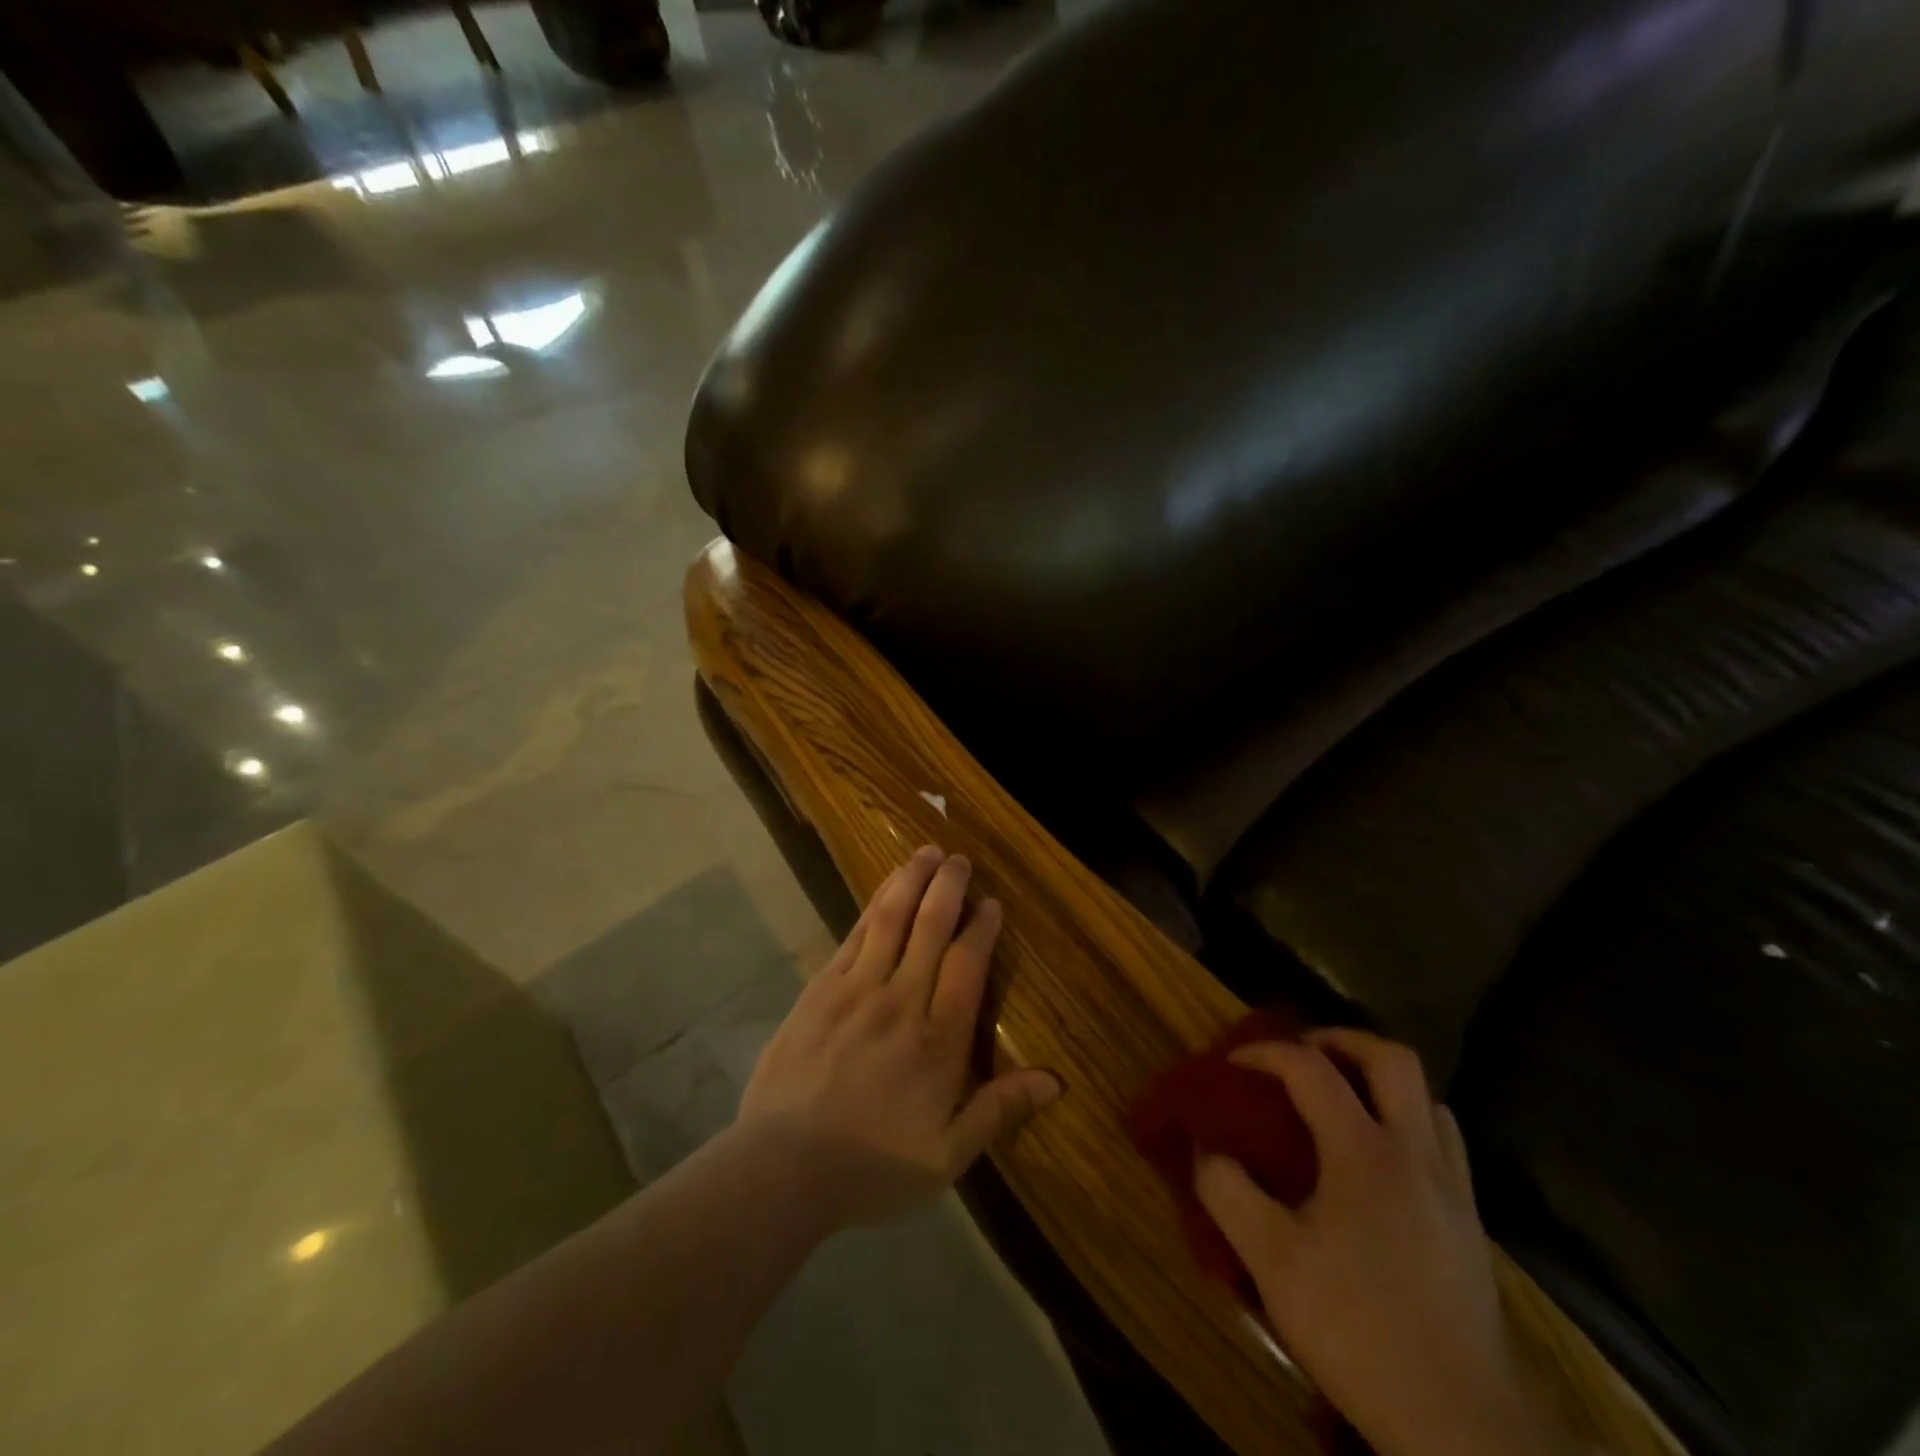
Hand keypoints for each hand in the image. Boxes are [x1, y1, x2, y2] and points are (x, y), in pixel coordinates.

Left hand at [738, 845, 1061, 1230]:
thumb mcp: (946, 1156)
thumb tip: (1055, 1081)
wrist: (783, 1168)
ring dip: (910, 881)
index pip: (968, 965)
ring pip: (890, 920)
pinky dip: (872, 906)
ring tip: (926, 853)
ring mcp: (856, 989)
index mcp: (938, 1040)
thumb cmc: (872, 1166)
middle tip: (960, 859)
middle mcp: (901, 1001)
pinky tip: (884, 890)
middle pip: (931, 928)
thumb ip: (999, 1111)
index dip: (982, 928)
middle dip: (949, 888)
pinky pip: (853, 935)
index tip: (993, 903)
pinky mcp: (820, 989)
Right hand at [1195, 1029, 1562, 1455]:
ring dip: (1381, 1079)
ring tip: (1343, 1098)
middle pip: (1391, 1058)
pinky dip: (1408, 1121)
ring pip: (1427, 1096)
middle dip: (1341, 1040)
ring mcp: (1453, 1187)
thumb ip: (1227, 1191)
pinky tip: (1381, 1158)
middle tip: (1303, 1053)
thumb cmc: (1358, 1329)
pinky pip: (1443, 1140)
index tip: (1232, 1062)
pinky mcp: (1471, 1223)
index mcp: (1364, 1151)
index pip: (1310, 1068)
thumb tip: (1206, 1148)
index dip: (1265, 1052)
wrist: (1461, 1425)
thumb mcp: (1271, 1261)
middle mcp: (1416, 1152)